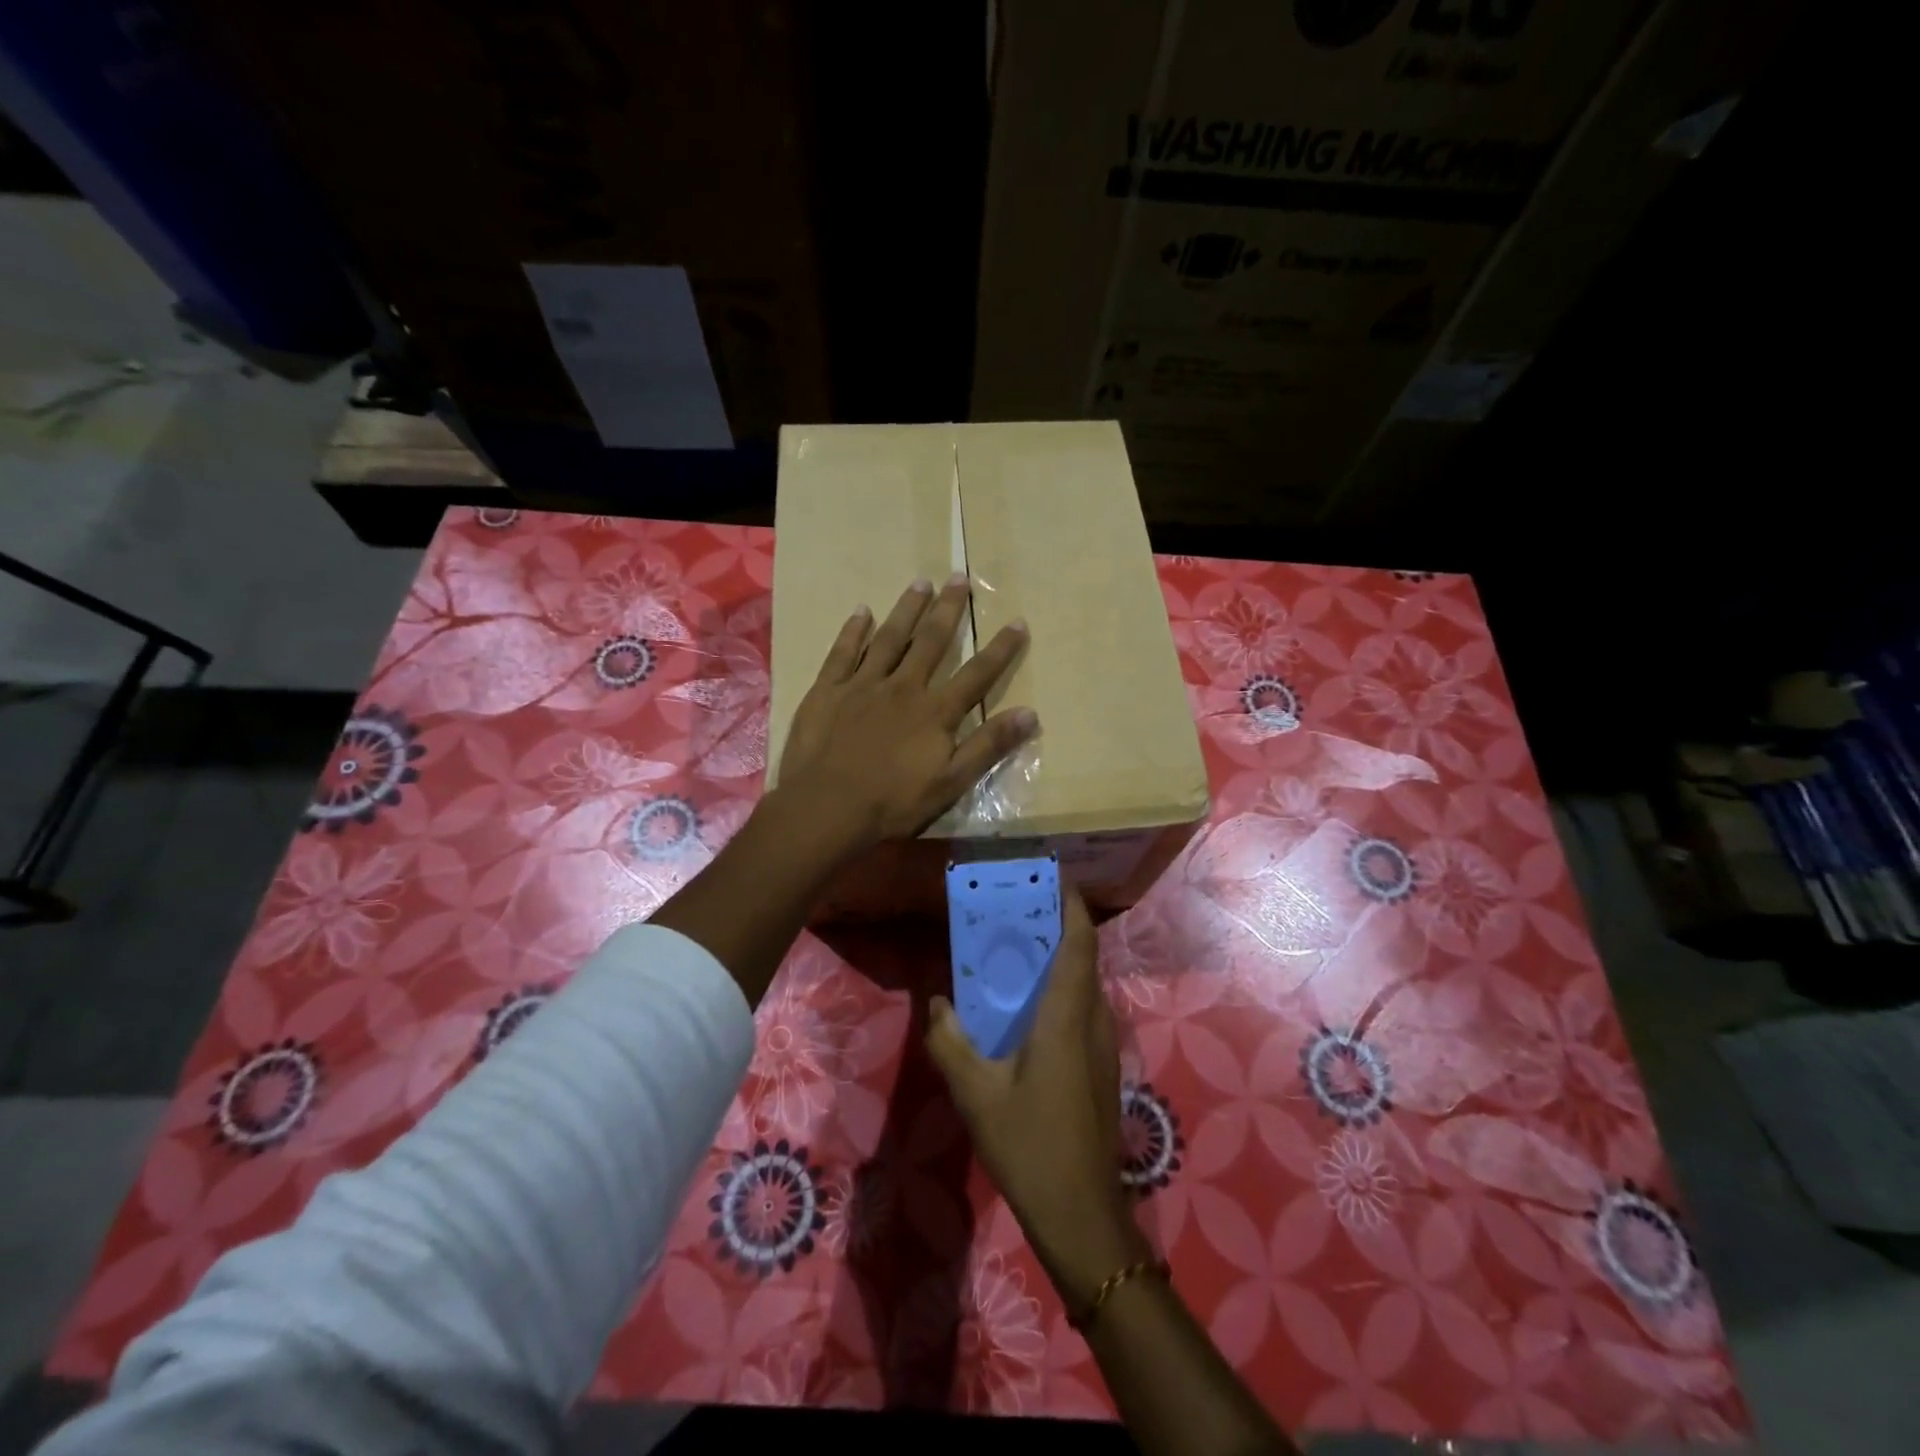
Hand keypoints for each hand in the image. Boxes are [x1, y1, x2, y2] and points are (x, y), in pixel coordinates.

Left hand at [777, 573, 1035, 850]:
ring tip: (921, 582)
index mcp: (935, 711)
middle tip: (959, 577)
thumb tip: (1030, 713)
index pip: (976, 674)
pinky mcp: (828, 690)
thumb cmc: (892, 802)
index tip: (1017, 621)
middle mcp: (903, 687)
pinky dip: (853, 630)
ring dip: (907, 609)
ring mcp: (863, 684)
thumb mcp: (951, 783)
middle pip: (931, 642)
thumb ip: (988, 746)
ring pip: (890, 638)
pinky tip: (861, 611)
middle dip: (948, 609)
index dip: (1000, 648)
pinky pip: (843, 652)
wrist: (827, 808)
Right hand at [925, 890, 1150, 1306]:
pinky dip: (1063, 989)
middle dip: (1060, 926)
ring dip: (1061, 959)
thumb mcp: (975, 1093)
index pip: (1079, 944)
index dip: (1072, 906)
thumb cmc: (1029, 1144)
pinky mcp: (1101, 1067)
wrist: (1081, 1212)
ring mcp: (1102, 1045)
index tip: (1055, 877)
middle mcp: (1092, 1020)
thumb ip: (950, 1042)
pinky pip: (1084, 1009)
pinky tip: (1030, 1007)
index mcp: (1066, 1016)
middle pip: (1084, 958)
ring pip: (1086, 984)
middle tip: (1021, 909)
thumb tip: (937, 1002)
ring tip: (1020, 949)